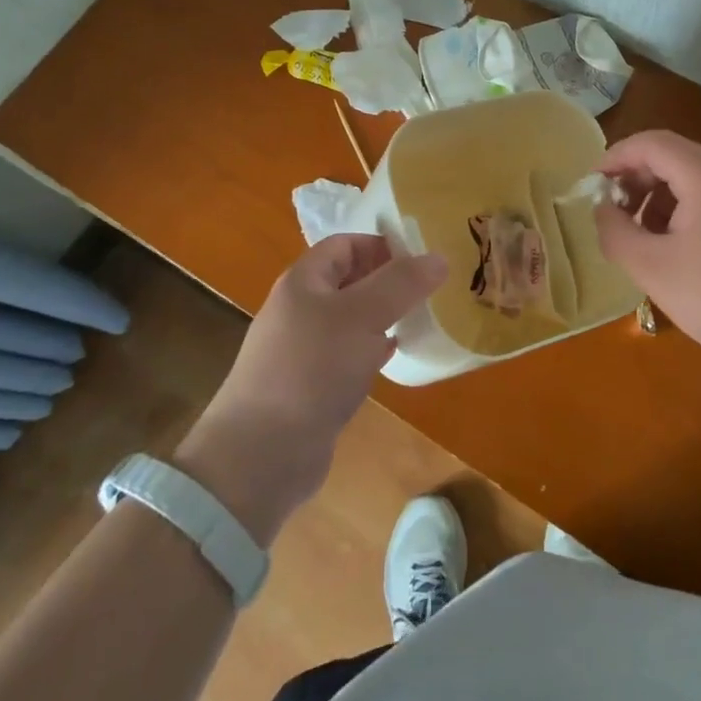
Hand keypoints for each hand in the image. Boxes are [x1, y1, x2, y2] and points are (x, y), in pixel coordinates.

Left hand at [174, 235, 445, 542]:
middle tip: (430, 289)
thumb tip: (439, 257)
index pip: (345, 245)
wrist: (261, 455)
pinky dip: (372, 350)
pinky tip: (394, 357)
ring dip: (383, 317)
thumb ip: (401, 284)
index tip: (422, 259)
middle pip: (349, 280)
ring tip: (421, 319)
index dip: (382, 245)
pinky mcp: (310, 386)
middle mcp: (300, 309)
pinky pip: (347, 355)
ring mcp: (302, 350)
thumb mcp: (361, 316)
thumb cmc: (311, 369)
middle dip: (388, 281)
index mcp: (303, 281)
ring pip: (351, 319)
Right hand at [594, 130, 700, 376]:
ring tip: (640, 237)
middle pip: (672, 156)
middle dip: (635, 179)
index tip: (592, 186)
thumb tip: (603, 208)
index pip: (651, 143)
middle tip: (612, 214)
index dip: (616, 157)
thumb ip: (615, 231)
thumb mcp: (651, 268)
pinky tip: (674, 250)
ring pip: (692, 179)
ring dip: (657, 197)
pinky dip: (683, 211)